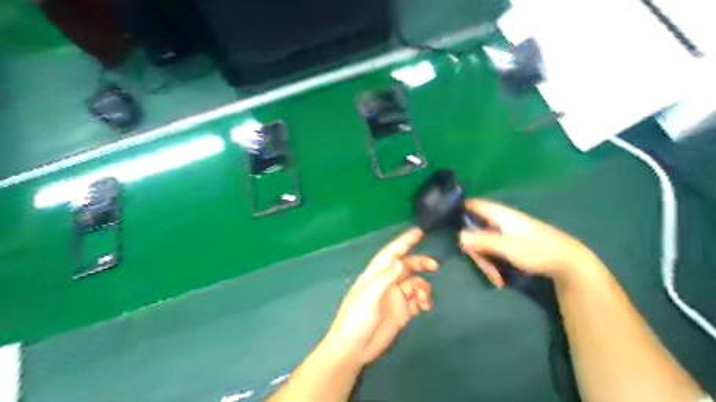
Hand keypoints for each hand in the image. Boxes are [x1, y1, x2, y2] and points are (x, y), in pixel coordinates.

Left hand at [325, 230, 436, 364]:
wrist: (353, 349)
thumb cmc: (356, 319)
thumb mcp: (369, 296)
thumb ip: (385, 278)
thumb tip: (400, 261)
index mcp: (375, 274)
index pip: (391, 253)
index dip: (404, 241)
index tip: (419, 231)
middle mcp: (386, 282)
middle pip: (406, 266)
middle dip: (420, 263)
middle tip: (434, 266)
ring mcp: (395, 298)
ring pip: (414, 283)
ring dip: (423, 286)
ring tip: (424, 298)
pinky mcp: (402, 313)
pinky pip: (417, 300)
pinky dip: (424, 300)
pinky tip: (426, 306)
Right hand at [459, 199, 598, 286]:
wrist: (569, 262)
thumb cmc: (537, 250)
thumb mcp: (507, 247)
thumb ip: (482, 241)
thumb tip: (458, 236)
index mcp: (499, 215)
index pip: (473, 204)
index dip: (459, 210)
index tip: (448, 224)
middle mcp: (500, 220)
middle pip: (476, 230)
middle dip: (476, 250)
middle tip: (484, 268)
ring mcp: (507, 232)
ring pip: (485, 243)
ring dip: (487, 261)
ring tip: (497, 279)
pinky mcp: (513, 243)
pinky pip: (495, 249)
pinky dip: (495, 263)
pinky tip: (501, 277)